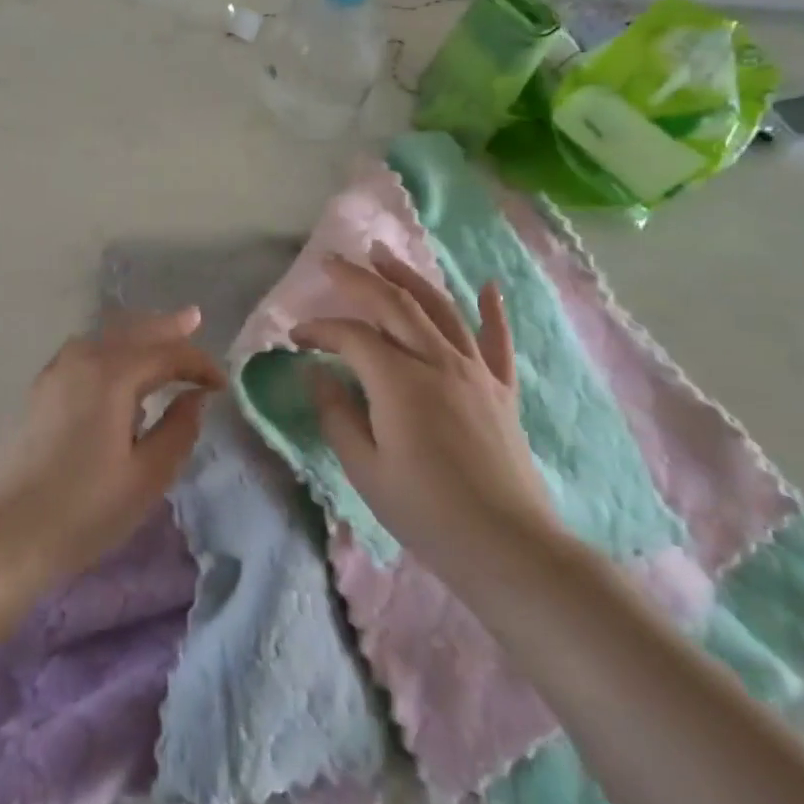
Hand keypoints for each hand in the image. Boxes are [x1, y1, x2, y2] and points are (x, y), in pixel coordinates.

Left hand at [0, 308, 223, 581]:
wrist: (10, 534)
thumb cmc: (86, 509)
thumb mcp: (148, 476)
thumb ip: (179, 430)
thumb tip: (194, 398)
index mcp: (112, 375)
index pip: (166, 354)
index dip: (198, 364)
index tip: (221, 384)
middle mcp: (82, 359)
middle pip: (133, 331)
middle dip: (166, 327)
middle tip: (194, 318)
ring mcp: (56, 371)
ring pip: (106, 337)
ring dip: (137, 335)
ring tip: (161, 337)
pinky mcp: (42, 389)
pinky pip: (85, 351)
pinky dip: (111, 348)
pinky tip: (118, 367)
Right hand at [297, 244, 558, 577]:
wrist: (508, 548)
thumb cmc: (427, 512)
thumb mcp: (365, 470)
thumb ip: (337, 415)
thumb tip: (318, 375)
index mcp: (399, 380)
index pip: (351, 337)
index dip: (319, 330)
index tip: (295, 337)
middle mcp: (437, 361)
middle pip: (393, 304)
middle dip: (358, 279)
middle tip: (331, 261)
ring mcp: (475, 372)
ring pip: (439, 308)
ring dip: (408, 277)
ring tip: (384, 254)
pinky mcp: (501, 390)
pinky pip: (497, 341)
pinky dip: (492, 311)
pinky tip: (489, 285)